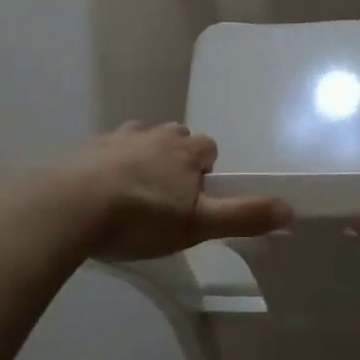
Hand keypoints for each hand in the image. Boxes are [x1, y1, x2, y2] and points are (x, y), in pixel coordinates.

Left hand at [56, 122, 290, 260]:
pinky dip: (107, 165)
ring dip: (141, 158)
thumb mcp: (198, 225)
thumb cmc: (140, 217)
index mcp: (184, 151)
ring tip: (132, 193)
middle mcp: (154, 135)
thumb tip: (292, 208)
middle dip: (175, 160)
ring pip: (139, 140)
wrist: (67, 207)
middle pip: (175, 139)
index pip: (209, 149)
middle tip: (165, 198)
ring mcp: (115, 138)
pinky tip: (98, 193)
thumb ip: (244, 216)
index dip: (206, 172)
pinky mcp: (83, 149)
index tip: (195, 200)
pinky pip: (104, 151)